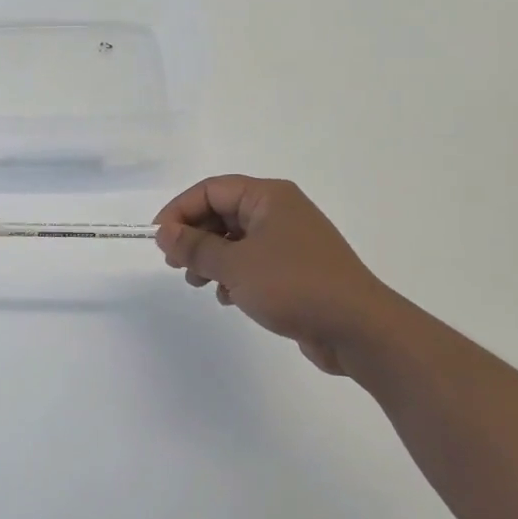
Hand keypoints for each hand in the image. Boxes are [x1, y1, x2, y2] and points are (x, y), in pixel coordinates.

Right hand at [154, 175, 403, 374]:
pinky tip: (228, 298)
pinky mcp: (296, 269)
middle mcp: (280, 211)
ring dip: (211, 259)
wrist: (358, 329)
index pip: (211, 190)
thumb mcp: (235, 265)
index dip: (180, 210)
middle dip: (194, 237)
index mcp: (268, 197)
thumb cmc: (294, 285)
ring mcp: (290, 241)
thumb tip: (163, 232)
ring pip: (235, 239)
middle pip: (222, 212)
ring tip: (198, 284)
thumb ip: (195, 247)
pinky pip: (253, 261)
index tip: (159, 240)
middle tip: (175, 265)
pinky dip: (234, 275)